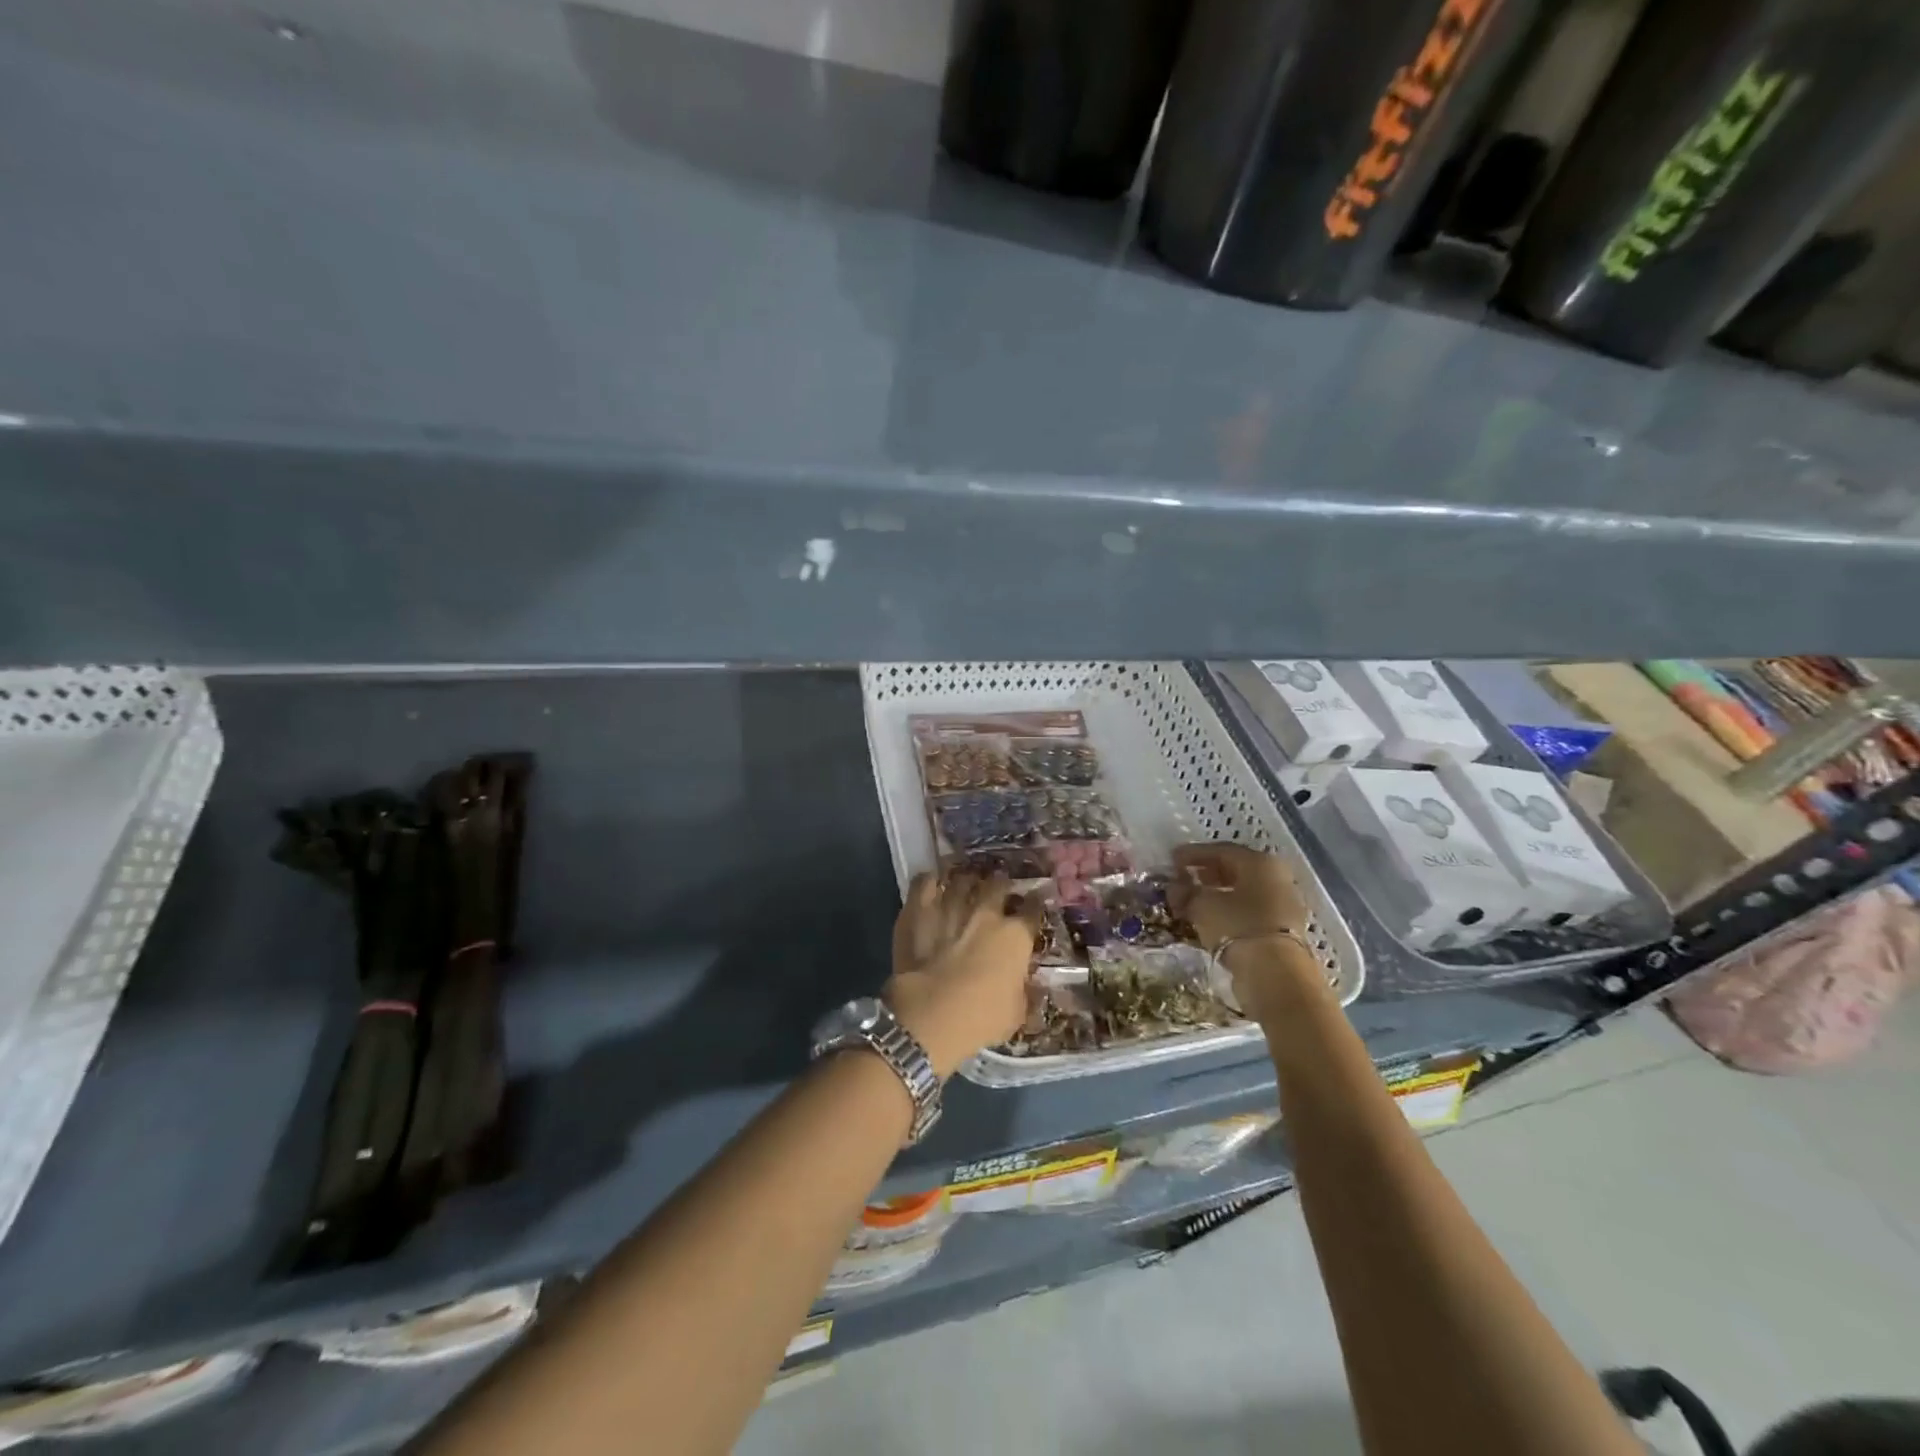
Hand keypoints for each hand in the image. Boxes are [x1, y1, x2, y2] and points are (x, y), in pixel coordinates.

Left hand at [884, 871, 1040, 1078]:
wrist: (930, 1015)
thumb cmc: (980, 1019)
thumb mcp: (1016, 1013)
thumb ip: (1024, 991)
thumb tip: (1029, 984)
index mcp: (1015, 936)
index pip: (1033, 909)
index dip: (1034, 904)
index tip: (1033, 904)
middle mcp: (986, 912)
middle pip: (998, 884)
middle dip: (1000, 885)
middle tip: (998, 890)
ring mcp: (951, 905)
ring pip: (963, 879)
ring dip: (966, 881)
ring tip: (965, 884)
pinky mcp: (919, 909)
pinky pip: (925, 882)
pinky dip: (930, 881)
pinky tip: (933, 883)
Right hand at [1167, 843, 1319, 1018]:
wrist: (1275, 974)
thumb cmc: (1237, 926)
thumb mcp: (1202, 905)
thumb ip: (1186, 892)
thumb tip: (1175, 887)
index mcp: (1259, 862)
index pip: (1221, 850)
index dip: (1193, 854)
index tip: (1171, 859)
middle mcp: (1276, 877)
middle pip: (1235, 869)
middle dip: (1206, 873)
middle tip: (1182, 878)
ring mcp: (1283, 904)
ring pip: (1243, 892)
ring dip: (1217, 894)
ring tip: (1192, 901)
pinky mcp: (1282, 929)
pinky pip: (1249, 912)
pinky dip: (1229, 912)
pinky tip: (1210, 919)